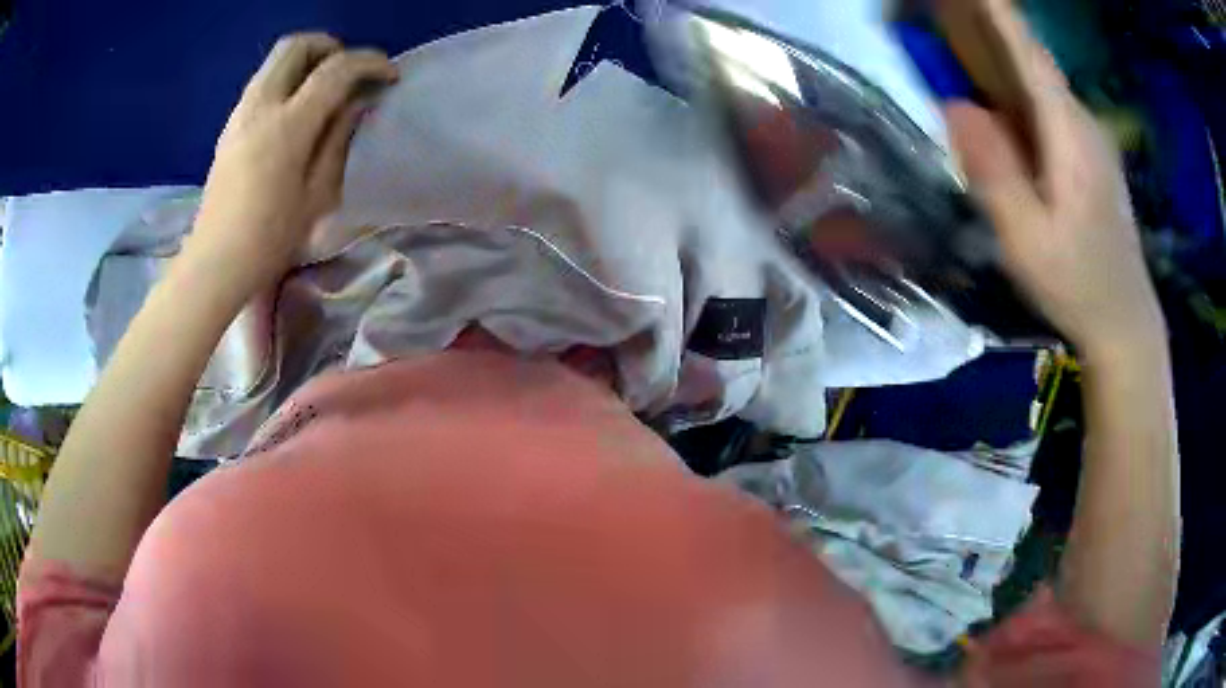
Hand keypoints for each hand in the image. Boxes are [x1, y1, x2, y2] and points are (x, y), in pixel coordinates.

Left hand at [185, 33, 397, 294]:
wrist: (215, 262)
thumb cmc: (270, 238)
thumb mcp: (317, 194)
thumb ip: (338, 138)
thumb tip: (355, 103)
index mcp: (288, 126)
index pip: (335, 70)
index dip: (369, 63)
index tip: (389, 75)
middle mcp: (261, 107)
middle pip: (297, 45)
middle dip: (330, 46)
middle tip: (349, 70)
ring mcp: (241, 114)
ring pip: (276, 60)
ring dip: (306, 61)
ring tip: (324, 88)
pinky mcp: (230, 126)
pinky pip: (263, 82)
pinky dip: (286, 80)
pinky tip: (295, 110)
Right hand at [942, 1, 1164, 362]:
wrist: (1125, 322)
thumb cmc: (1078, 286)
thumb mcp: (1027, 240)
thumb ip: (993, 172)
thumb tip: (955, 105)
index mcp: (1069, 135)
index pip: (1028, 52)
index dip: (994, 11)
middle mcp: (1081, 122)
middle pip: (1029, 58)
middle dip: (985, 27)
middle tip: (938, 12)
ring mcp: (1088, 138)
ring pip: (1038, 81)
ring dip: (998, 55)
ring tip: (955, 43)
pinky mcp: (1088, 155)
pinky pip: (1046, 105)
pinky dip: (1015, 87)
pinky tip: (996, 95)